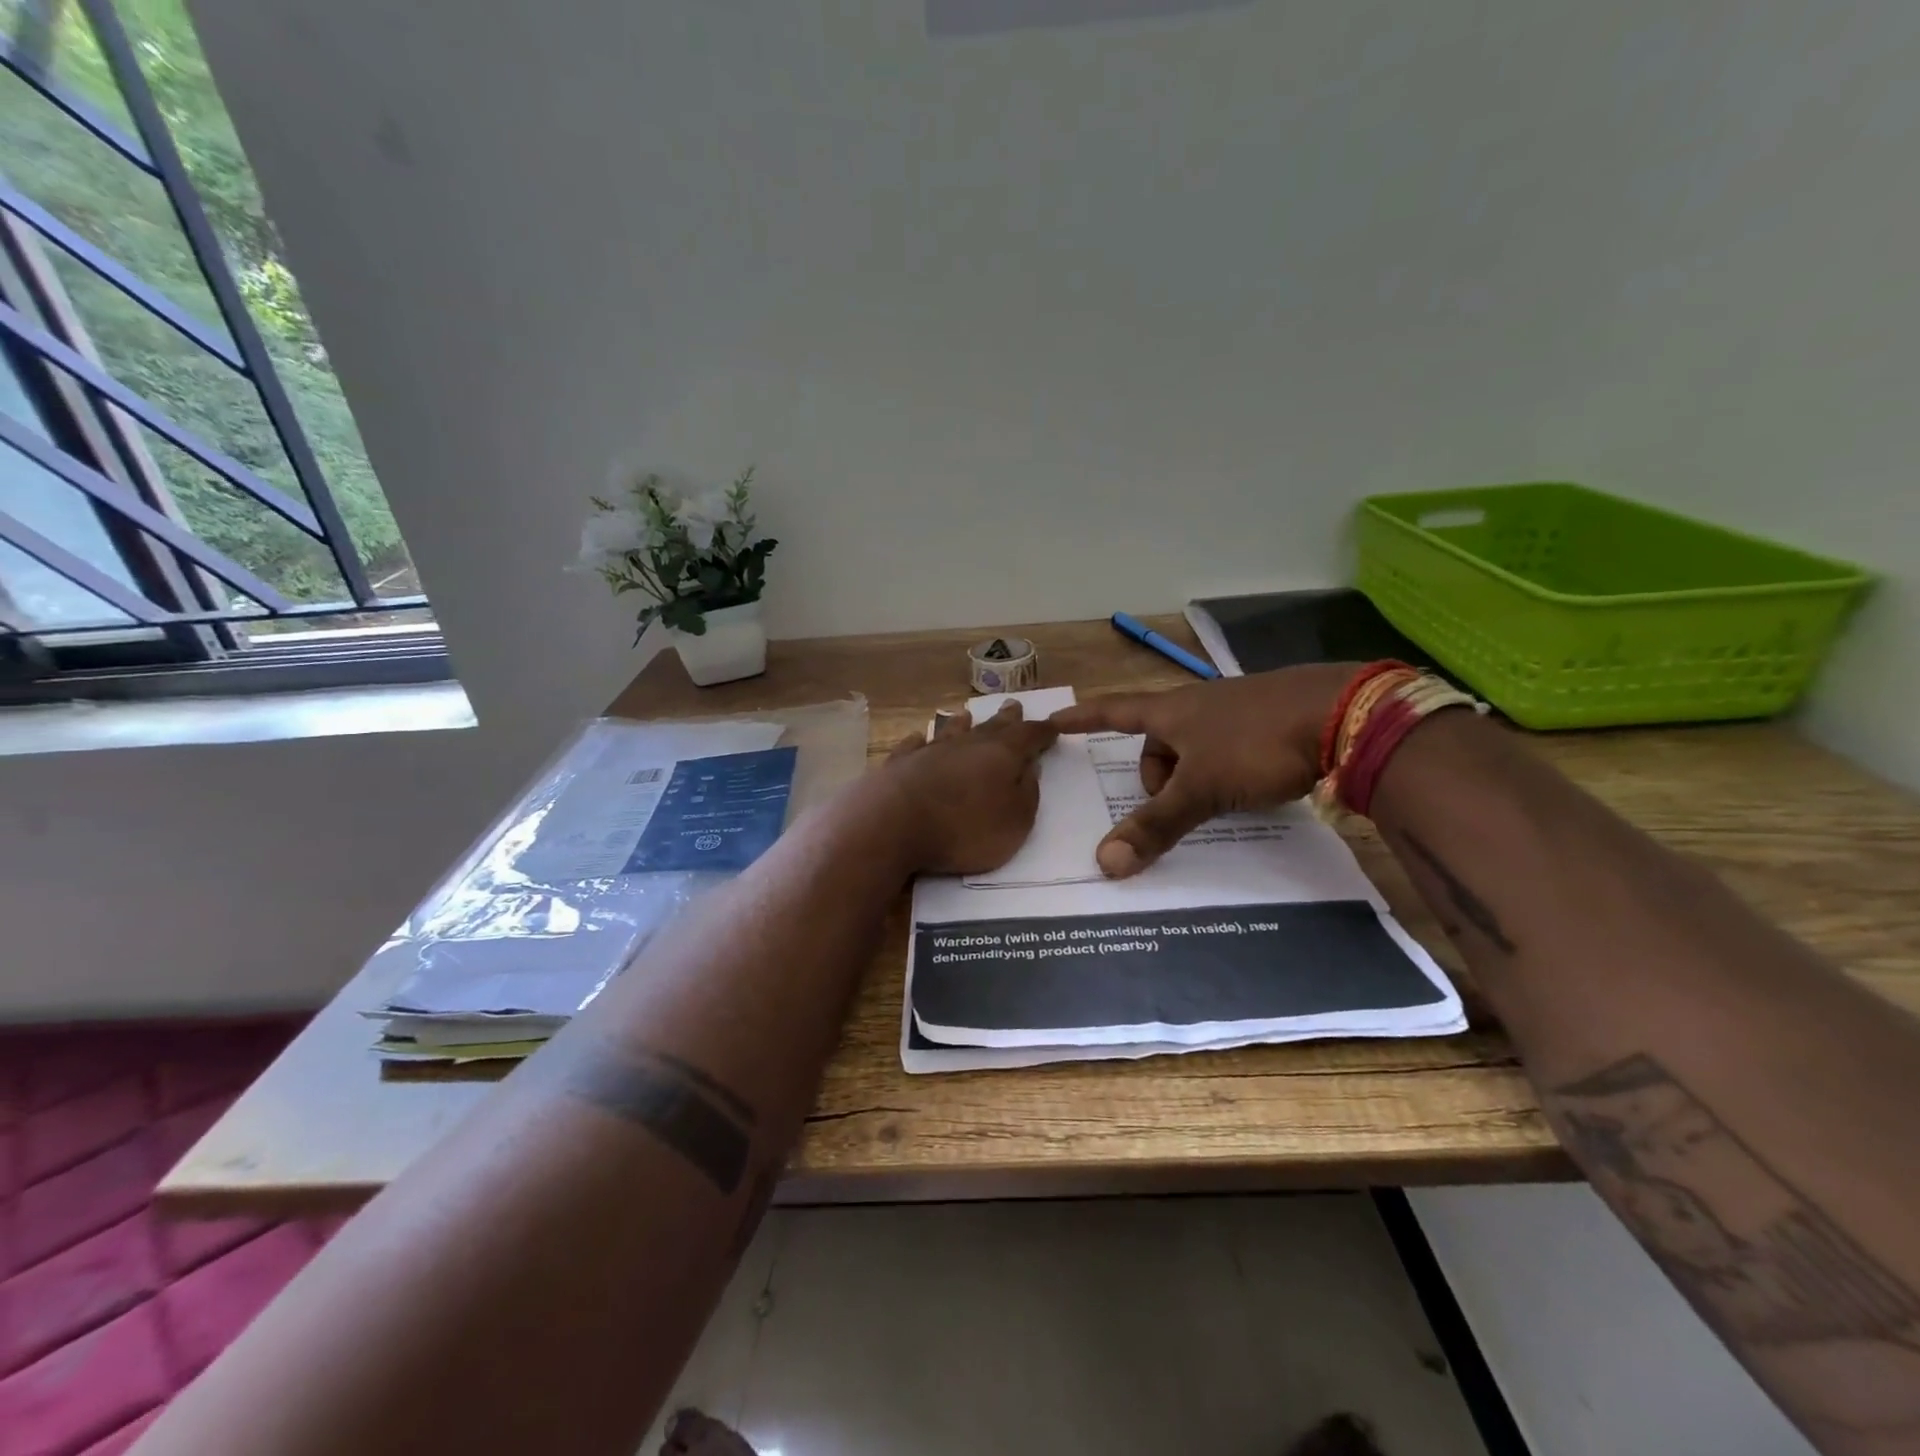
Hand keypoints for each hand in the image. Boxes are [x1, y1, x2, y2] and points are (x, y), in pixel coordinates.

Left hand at [874, 701, 1059, 874]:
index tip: (1054, 726)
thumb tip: (1030, 768)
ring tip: (965, 714)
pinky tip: (918, 737)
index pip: (1029, 736)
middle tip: (1014, 705)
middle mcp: (966, 744)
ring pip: (950, 730)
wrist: (893, 824)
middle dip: (1006, 718)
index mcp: (1001, 755)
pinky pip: (912, 746)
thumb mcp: (1014, 822)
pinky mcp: (899, 764)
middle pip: (991, 727)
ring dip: (961, 723)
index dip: (1043, 732)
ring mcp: (929, 751)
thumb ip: (1027, 794)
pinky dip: (919, 741)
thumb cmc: (964, 829)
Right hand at [1050, 664, 1356, 877]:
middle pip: (1157, 740)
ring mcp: (1235, 708)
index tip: (1054, 721)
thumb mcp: (1202, 789)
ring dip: (1192, 775)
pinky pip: (1227, 748)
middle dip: (1157, 776)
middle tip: (1177, 806)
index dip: (1083, 719)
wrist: (1344, 714)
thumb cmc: (1257, 744)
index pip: (1113, 712)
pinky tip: (1251, 786)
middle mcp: (1198, 703)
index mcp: (1172, 711)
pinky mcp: (1268, 719)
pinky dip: (1225, 770)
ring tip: (1218, 801)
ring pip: (1195, 746)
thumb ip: (1156, 825)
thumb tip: (1104, 862)